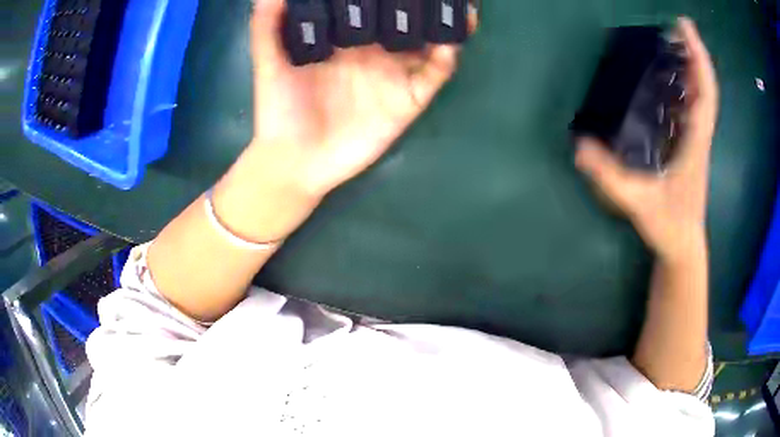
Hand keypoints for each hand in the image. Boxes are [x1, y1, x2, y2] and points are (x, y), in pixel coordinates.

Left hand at [249, 0, 477, 196]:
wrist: (296, 162)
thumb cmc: (280, 110)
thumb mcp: (269, 64)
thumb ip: (267, 28)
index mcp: (347, 37)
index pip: (374, 6)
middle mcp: (376, 50)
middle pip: (407, 19)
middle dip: (424, 2)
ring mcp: (395, 74)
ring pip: (429, 41)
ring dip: (445, 22)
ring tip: (461, 3)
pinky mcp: (408, 100)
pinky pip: (433, 75)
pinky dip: (446, 58)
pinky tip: (449, 41)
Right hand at [575, 18, 717, 261]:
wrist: (684, 246)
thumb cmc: (669, 226)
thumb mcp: (638, 204)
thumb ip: (610, 177)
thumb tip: (579, 146)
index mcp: (695, 142)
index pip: (704, 93)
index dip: (698, 58)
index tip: (684, 26)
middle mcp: (700, 135)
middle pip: (705, 88)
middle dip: (696, 53)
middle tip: (677, 26)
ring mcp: (697, 139)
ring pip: (701, 96)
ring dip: (692, 67)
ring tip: (674, 42)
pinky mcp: (691, 145)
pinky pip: (693, 107)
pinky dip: (688, 86)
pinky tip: (673, 77)